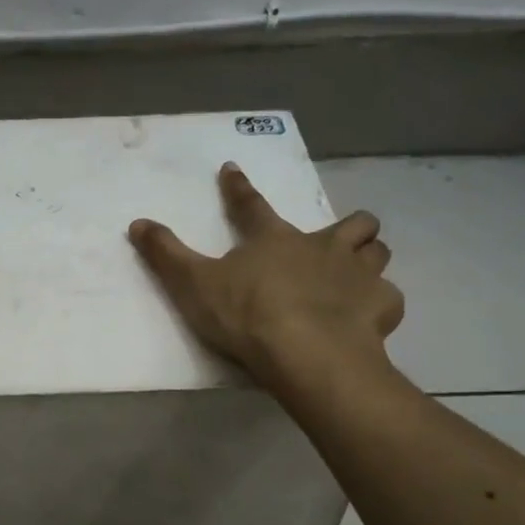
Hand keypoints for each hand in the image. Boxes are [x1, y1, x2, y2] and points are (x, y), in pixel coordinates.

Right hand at [129, 162, 402, 389]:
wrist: (306, 354)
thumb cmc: (247, 316)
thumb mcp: (193, 285)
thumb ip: (165, 254)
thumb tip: (136, 223)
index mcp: (275, 240)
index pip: (251, 205)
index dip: (238, 188)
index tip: (232, 170)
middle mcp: (324, 247)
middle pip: (352, 223)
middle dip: (348, 227)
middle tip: (335, 242)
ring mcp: (358, 276)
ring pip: (378, 252)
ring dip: (369, 259)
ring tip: (356, 275)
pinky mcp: (379, 308)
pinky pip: (388, 300)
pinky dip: (378, 306)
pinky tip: (367, 319)